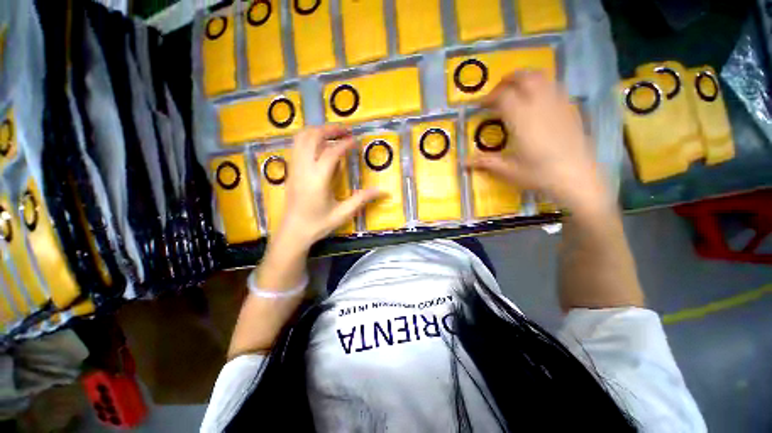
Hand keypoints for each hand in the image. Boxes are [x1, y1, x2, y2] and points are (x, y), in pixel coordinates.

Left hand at [273, 125, 380, 251]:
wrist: (294, 232)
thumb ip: (362, 199)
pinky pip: (296, 145)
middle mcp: (303, 169)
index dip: (345, 144)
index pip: (331, 152)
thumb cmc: (319, 224)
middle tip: (346, 130)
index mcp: (317, 180)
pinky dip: (308, 138)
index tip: (356, 141)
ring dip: (317, 131)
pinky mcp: (290, 170)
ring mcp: (294, 168)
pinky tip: (319, 144)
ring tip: (333, 133)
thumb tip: (383, 191)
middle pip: (313, 137)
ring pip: (301, 138)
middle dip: (330, 129)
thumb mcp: (343, 213)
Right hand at [467, 71, 610, 215]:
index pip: (503, 96)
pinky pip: (555, 87)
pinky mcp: (571, 109)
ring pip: (542, 78)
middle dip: (507, 80)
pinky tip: (538, 102)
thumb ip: (485, 162)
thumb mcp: (508, 170)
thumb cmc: (539, 174)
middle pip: (524, 77)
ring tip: (516, 91)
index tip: (480, 106)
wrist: (577, 178)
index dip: (489, 98)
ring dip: (526, 79)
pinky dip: (542, 87)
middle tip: (497, 92)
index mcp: (522, 119)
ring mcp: (559, 104)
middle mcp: (540, 104)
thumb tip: (463, 163)